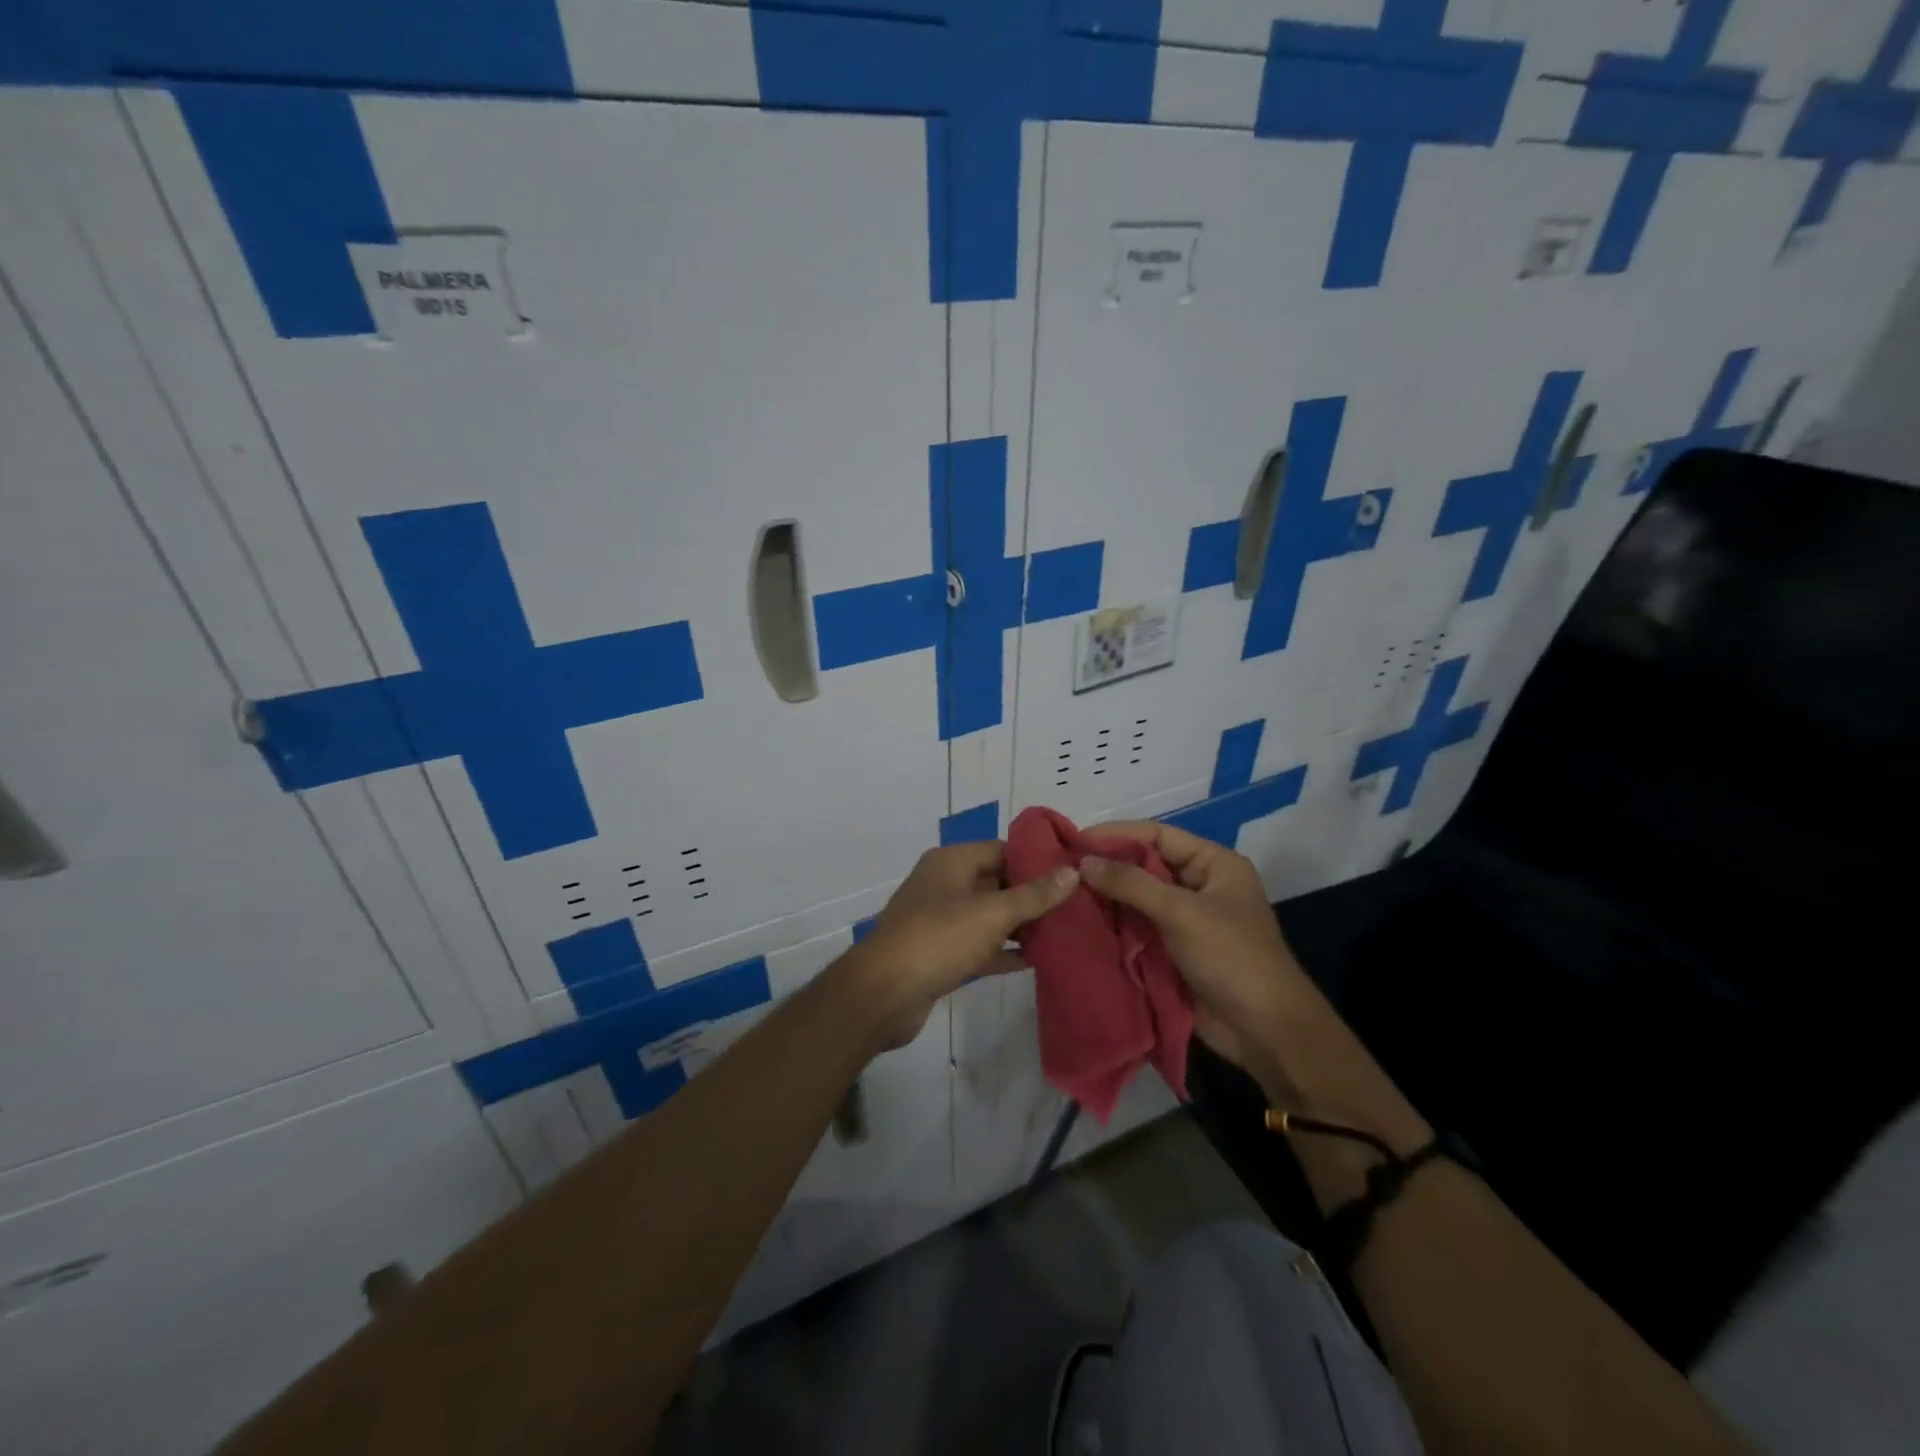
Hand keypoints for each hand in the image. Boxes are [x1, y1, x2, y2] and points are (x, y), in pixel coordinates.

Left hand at [841, 842, 1078, 1051]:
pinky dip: (1003, 952)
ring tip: (1064, 933)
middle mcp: (944, 885)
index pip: (1001, 849)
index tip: (1071, 872)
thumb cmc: (939, 939)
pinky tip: (1037, 961)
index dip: (1036, 859)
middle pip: (996, 882)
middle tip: (1075, 906)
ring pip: (988, 917)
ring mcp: (940, 921)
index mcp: (951, 862)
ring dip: (1020, 925)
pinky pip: (979, 947)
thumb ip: (1034, 895)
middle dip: (1032, 895)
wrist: (884, 993)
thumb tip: (1072, 872)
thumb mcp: (992, 913)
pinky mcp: (940, 955)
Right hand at [1078, 822, 1308, 1075]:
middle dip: (1106, 868)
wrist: (1265, 1032)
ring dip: (1106, 899)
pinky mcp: (1173, 953)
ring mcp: (1186, 921)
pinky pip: (1137, 930)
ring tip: (1064, 895)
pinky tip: (1081, 924)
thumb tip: (1082, 861)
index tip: (1074, 840)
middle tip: (1061, 869)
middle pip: (1145, 867)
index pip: (1157, 836)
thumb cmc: (1232, 958)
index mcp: (1213, 864)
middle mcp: (1198, 886)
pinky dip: (1113, 927)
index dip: (1116, 835)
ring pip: (1137, 900)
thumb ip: (1131, 884)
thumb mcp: (1182, 913)